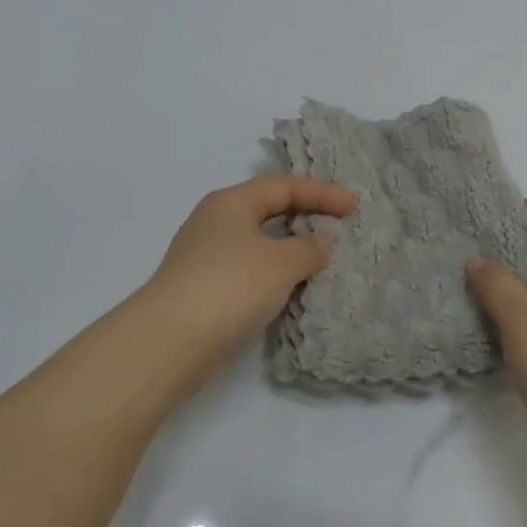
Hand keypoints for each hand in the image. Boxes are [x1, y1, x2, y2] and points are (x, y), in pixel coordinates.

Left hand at [138, 176, 356, 388]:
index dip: (321, 192)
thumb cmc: (230, 286)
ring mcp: (206, 255)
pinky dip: (275, 273)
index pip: (283, 186)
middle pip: (267, 209)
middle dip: (304, 215)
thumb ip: (308, 248)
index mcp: (231, 201)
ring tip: (323, 260)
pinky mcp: (204, 288)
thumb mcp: (279, 263)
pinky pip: (249, 270)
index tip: (354, 206)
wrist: (171, 340)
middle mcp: (215, 221)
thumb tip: (321, 240)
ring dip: (290, 248)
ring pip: (258, 242)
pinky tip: (292, 289)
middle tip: (339, 226)